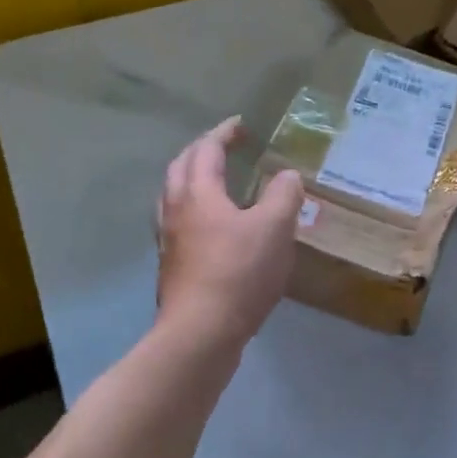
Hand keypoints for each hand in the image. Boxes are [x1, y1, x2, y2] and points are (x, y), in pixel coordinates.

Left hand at [156, 117, 304, 353]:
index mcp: (199, 192)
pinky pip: (178, 221)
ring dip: (193, 178)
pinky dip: (194, 208)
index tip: (242, 125)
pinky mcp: (171, 264)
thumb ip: (284, 195)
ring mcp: (169, 238)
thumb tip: (287, 176)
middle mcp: (176, 209)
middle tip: (226, 148)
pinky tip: (211, 226)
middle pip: (182, 167)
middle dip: (202, 150)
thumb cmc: (239, 273)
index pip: (207, 149)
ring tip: (216, 182)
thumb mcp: (275, 228)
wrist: (200, 332)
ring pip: (174, 194)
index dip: (225, 133)